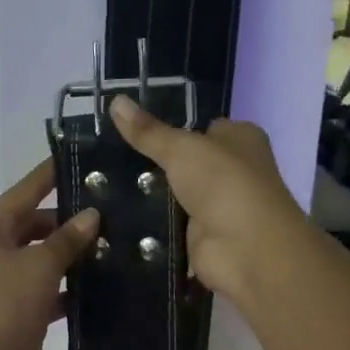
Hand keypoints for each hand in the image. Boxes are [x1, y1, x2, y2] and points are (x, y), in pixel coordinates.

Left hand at [0, 159, 98, 349]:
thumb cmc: (5, 303)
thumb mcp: (39, 265)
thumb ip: (67, 238)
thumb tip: (92, 215)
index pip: (25, 191)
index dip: (50, 175)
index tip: (80, 159)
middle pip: (37, 224)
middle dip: (70, 220)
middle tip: (112, 211)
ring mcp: (7, 279)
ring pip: (45, 256)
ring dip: (73, 254)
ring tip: (115, 243)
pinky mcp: (20, 306)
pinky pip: (49, 286)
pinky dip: (70, 285)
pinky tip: (102, 283)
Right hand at [109, 96, 307, 304]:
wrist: (246, 249)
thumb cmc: (224, 184)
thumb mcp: (181, 149)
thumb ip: (148, 131)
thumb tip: (115, 101)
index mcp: (240, 139)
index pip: (203, 126)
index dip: (172, 127)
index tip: (130, 128)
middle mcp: (234, 170)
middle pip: (186, 162)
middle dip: (154, 163)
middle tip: (108, 157)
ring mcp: (218, 206)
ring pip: (174, 195)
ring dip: (149, 195)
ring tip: (103, 184)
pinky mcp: (202, 237)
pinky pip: (168, 225)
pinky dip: (149, 225)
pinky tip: (117, 216)